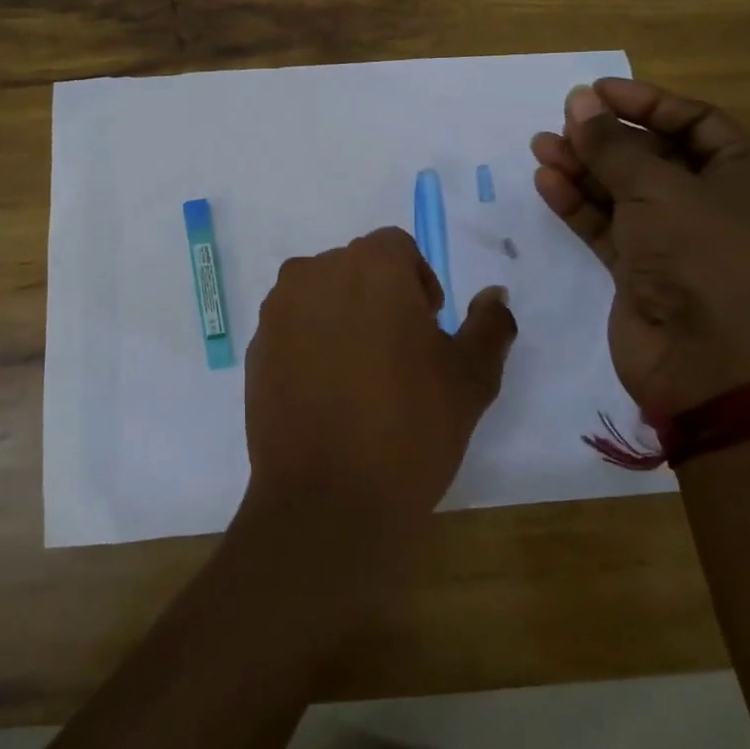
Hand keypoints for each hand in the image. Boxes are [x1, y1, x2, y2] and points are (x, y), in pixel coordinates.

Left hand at [239, 228, 517, 555]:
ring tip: (361, 376)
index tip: (428, 329)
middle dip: (380, 297)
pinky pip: (292, 329)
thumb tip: (494, 294)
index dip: (418, 282)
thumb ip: (489, 324)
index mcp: (370, 264)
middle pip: (355, 268)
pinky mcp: (255, 347)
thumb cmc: (411, 427)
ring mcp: (277, 310)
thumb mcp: (471, 377)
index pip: (397, 248)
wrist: (328, 500)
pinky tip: (327, 394)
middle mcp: (315, 272)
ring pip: (320, 295)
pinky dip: (310, 345)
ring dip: (342, 317)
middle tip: (399, 355)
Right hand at [530, 79, 749, 417]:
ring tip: (541, 145)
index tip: (595, 91)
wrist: (706, 359)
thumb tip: (578, 101)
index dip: (645, 102)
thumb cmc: (701, 255)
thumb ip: (610, 144)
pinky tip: (548, 181)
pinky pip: (608, 225)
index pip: (695, 121)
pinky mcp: (644, 269)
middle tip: (563, 119)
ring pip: (625, 191)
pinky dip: (580, 204)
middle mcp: (718, 203)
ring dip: (585, 168)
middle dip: (606, 137)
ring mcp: (678, 238)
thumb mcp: (656, 188)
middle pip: (655, 155)